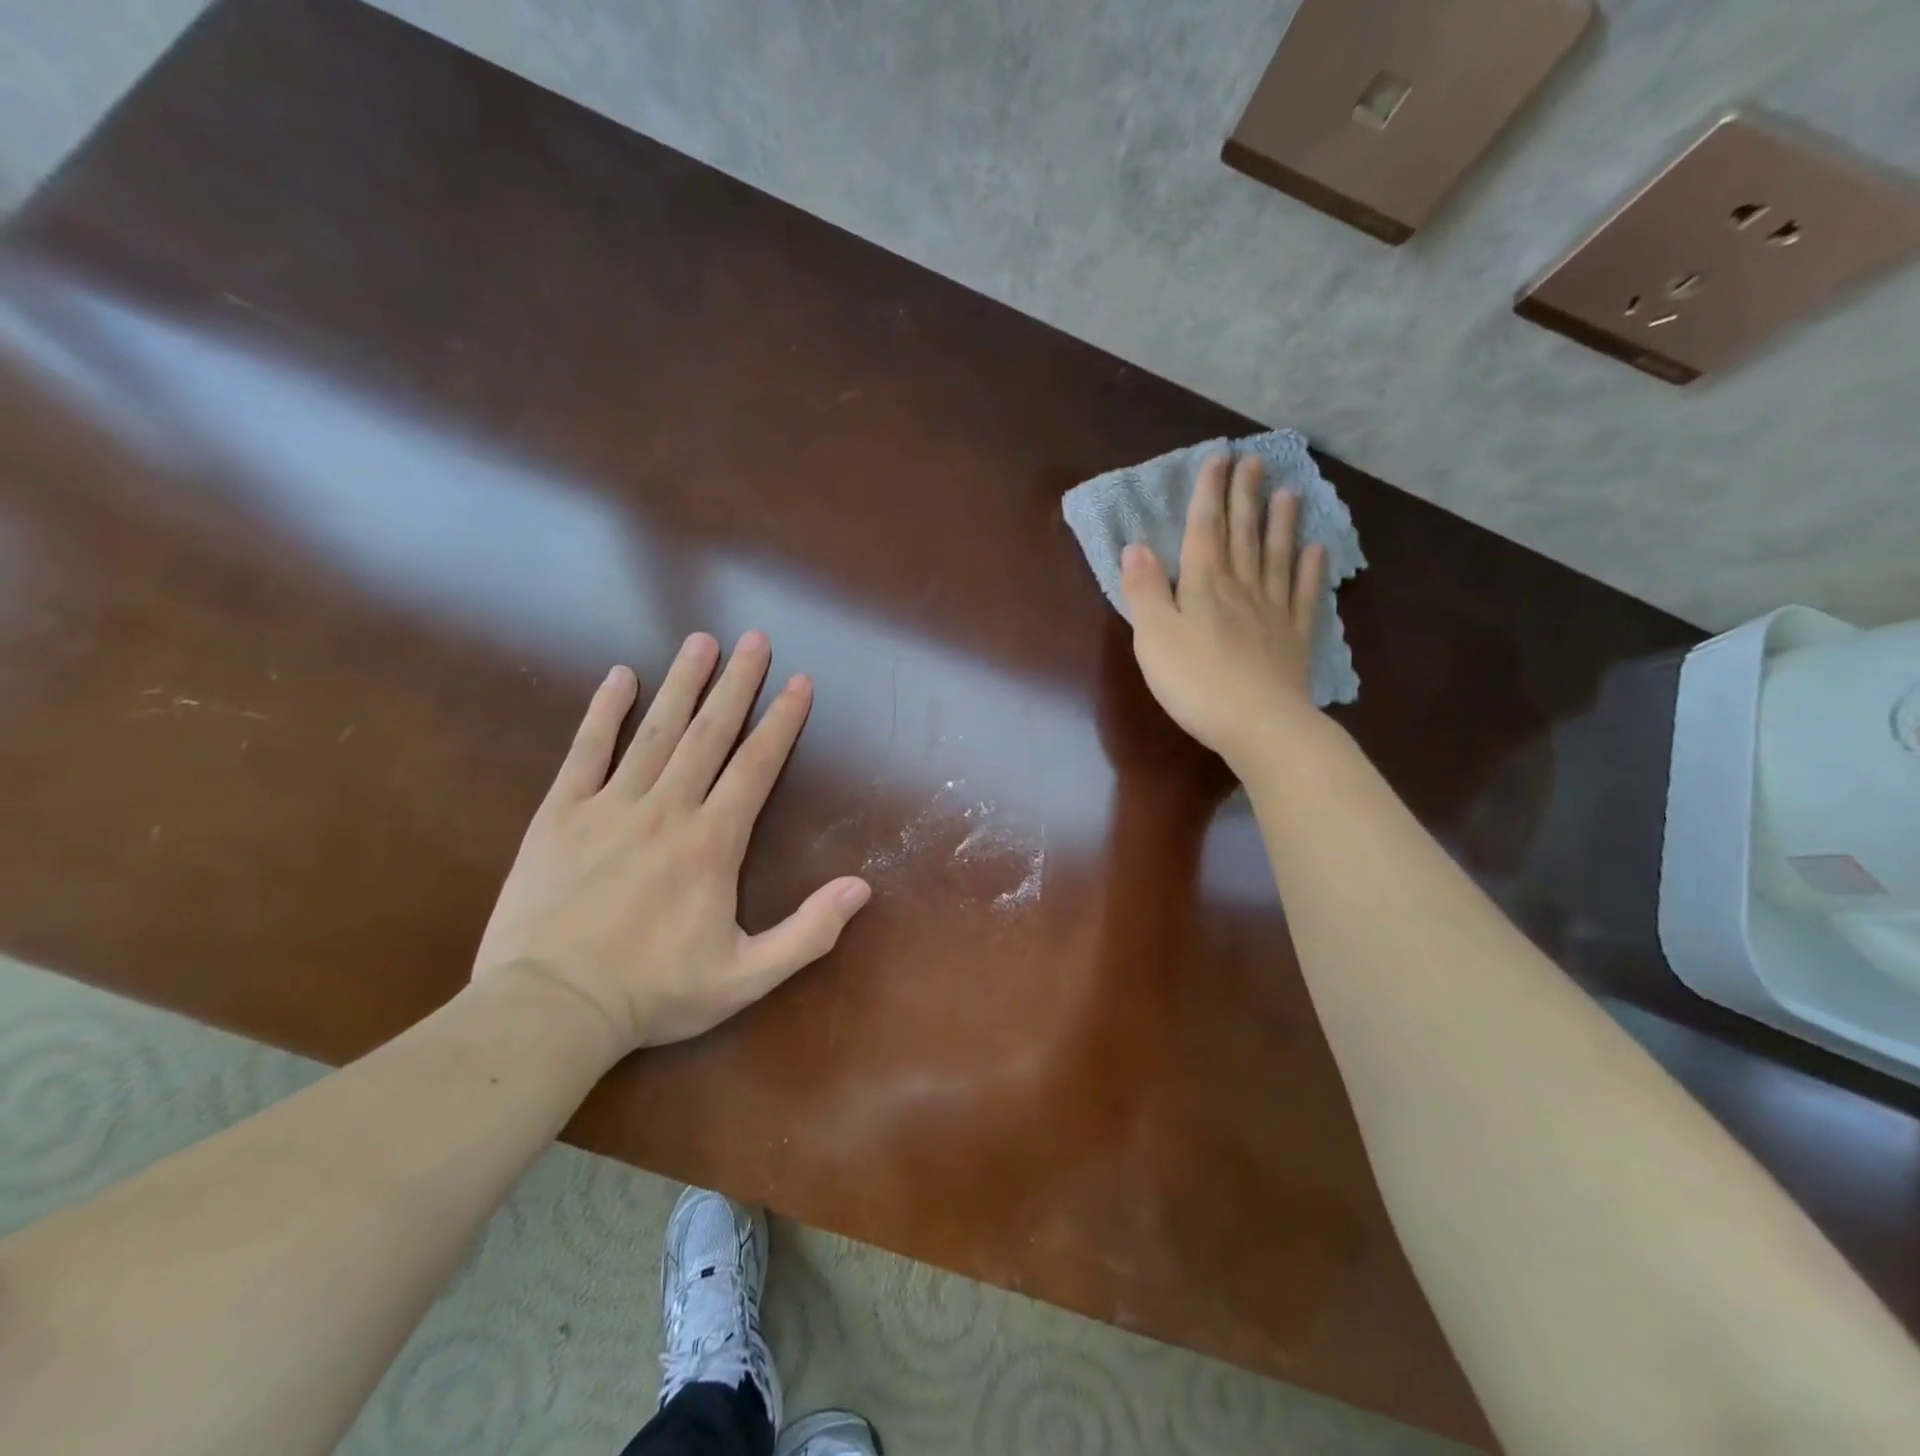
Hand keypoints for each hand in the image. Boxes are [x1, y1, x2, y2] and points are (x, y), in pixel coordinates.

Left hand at [472, 631, 870, 1054]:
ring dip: (682, 683)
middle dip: (738, 683)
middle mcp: (667, 809)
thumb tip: (862, 887)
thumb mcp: (746, 978)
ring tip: (701, 641)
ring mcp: (610, 806)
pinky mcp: (560, 814)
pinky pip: (586, 751)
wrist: (549, 1010)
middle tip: (755, 639)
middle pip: (710, 733)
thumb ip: (808, 932)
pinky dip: (603, 712)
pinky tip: (620, 677)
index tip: (799, 682)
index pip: (756, 766)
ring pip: (656, 731)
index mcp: (713, 842)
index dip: (782, 721)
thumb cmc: (653, 993)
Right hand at [1119, 452, 1326, 773]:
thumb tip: (1136, 547)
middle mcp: (1241, 587)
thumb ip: (1145, 590)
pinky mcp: (1295, 637)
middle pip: (1243, 534)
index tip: (1219, 458)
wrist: (1257, 723)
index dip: (1210, 493)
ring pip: (1277, 556)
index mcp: (1203, 585)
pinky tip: (1318, 549)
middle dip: (1246, 496)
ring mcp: (1273, 610)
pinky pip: (1304, 594)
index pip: (1204, 529)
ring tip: (1289, 492)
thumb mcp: (1154, 636)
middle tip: (1256, 460)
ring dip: (1282, 522)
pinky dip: (1312, 569)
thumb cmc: (1195, 682)